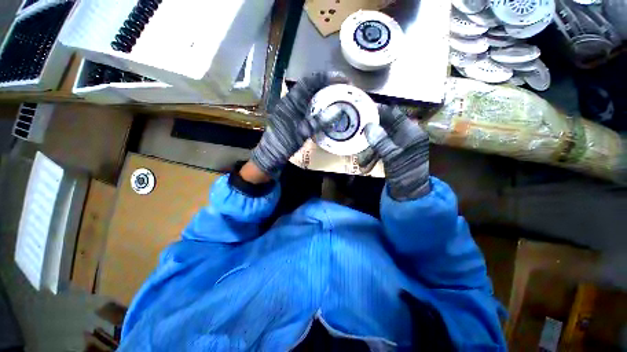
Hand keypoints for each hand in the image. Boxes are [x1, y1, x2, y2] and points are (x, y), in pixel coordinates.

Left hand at [251, 72, 348, 177]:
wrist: (271, 155)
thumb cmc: (284, 143)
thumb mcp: (303, 132)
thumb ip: (320, 121)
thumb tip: (338, 111)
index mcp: (291, 101)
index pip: (309, 82)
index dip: (325, 77)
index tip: (341, 78)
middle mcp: (290, 102)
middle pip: (310, 87)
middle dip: (326, 85)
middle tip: (342, 88)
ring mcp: (291, 109)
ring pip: (309, 97)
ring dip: (322, 95)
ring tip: (337, 97)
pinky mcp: (292, 117)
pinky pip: (307, 107)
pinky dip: (318, 106)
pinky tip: (326, 110)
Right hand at [358, 105, 429, 200]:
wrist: (411, 194)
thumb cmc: (406, 175)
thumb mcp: (393, 158)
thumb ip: (381, 141)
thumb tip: (368, 125)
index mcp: (411, 132)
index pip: (393, 114)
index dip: (379, 111)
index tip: (362, 110)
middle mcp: (405, 135)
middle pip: (384, 127)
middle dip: (369, 134)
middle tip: (356, 135)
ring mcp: (399, 145)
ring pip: (380, 139)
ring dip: (369, 150)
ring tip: (362, 163)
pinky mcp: (393, 153)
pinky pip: (380, 149)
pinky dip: (372, 156)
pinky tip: (366, 166)